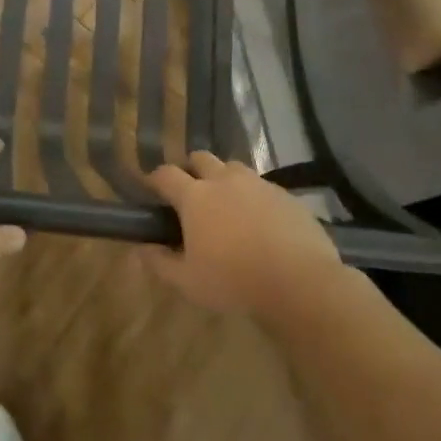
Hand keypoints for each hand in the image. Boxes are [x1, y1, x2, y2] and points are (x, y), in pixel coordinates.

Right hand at [145, 152, 340, 317]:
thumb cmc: (234, 282)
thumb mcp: (188, 282)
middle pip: (200, 158)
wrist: (300, 283)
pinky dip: (253, 196)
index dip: (155, 178)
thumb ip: (159, 262)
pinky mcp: (285, 195)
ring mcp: (257, 184)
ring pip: (233, 168)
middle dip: (191, 169)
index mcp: (195, 197)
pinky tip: (259, 220)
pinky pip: (262, 186)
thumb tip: (140, 248)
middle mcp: (224, 180)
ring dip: (224, 178)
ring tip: (227, 204)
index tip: (152, 189)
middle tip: (191, 193)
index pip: (166, 174)